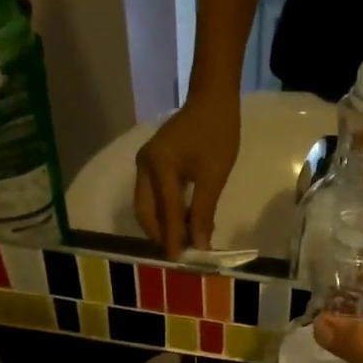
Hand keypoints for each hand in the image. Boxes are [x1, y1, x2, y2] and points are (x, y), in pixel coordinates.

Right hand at [133, 95, 239, 258]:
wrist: (213, 100)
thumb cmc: (217, 134)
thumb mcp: (214, 176)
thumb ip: (203, 213)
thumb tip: (201, 246)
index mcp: (158, 166)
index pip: (166, 212)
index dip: (173, 239)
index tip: (179, 262)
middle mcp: (144, 166)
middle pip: (146, 213)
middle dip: (162, 235)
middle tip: (181, 255)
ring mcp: (145, 165)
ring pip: (148, 206)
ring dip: (164, 226)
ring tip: (185, 243)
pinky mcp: (153, 164)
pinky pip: (155, 196)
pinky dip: (167, 213)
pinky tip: (186, 223)